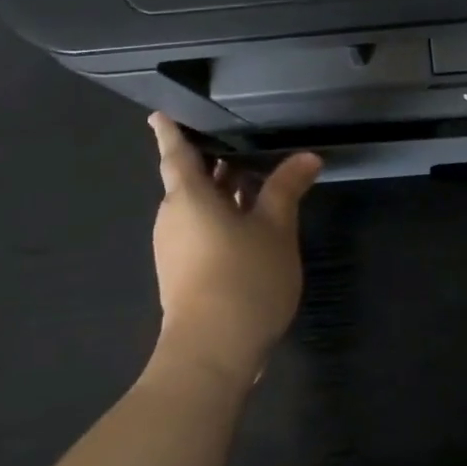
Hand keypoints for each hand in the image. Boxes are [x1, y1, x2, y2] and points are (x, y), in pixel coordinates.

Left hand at [146, 114, 323, 388]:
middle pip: (190, 181)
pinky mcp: (183, 273)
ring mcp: (176, 248)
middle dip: (213, 163)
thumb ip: (286, 188)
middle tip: (240, 141)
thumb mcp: (275, 228)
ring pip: (198, 208)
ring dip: (223, 193)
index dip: (170, 132)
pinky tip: (252, 223)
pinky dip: (223, 218)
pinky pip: (201, 231)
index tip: (160, 113)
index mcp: (189, 197)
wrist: (212, 352)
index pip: (177, 154)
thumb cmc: (242, 276)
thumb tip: (306, 157)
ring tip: (256, 178)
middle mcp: (174, 218)